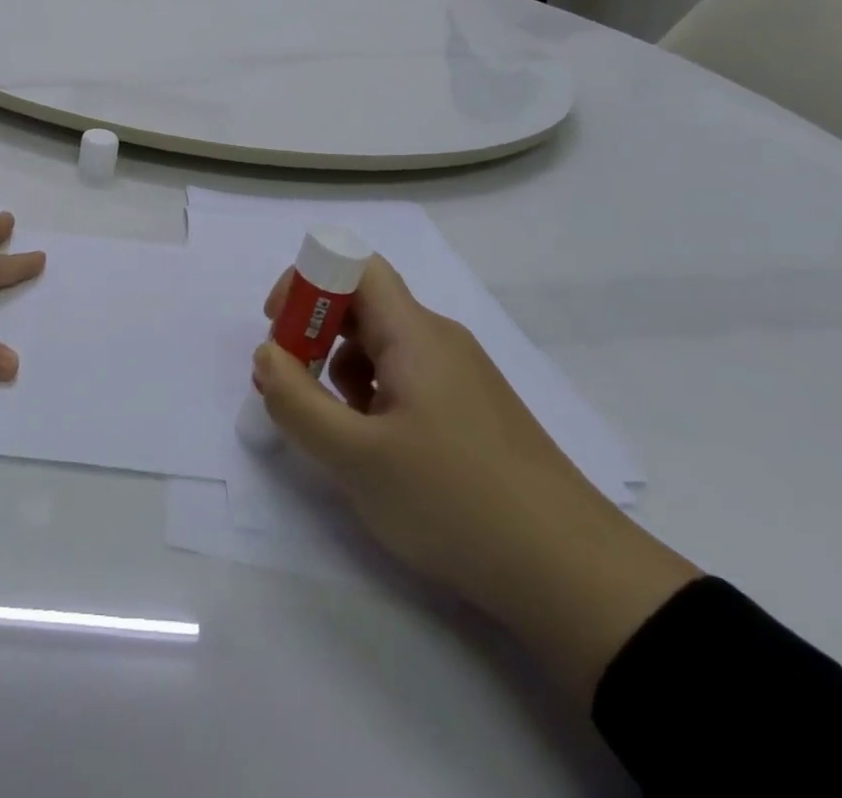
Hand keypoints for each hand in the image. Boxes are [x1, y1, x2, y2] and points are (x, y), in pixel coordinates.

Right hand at [252, 257, 699, 702]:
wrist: (573, 576)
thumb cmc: (454, 500)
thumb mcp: (355, 457)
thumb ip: (295, 401)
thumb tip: (267, 355)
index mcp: (414, 333)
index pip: (353, 266)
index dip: (307, 281)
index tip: (277, 327)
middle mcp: (438, 339)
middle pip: (364, 304)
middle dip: (314, 332)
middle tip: (288, 382)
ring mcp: (460, 377)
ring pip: (382, 346)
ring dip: (340, 369)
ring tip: (330, 426)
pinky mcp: (472, 412)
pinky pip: (406, 380)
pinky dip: (372, 397)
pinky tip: (373, 449)